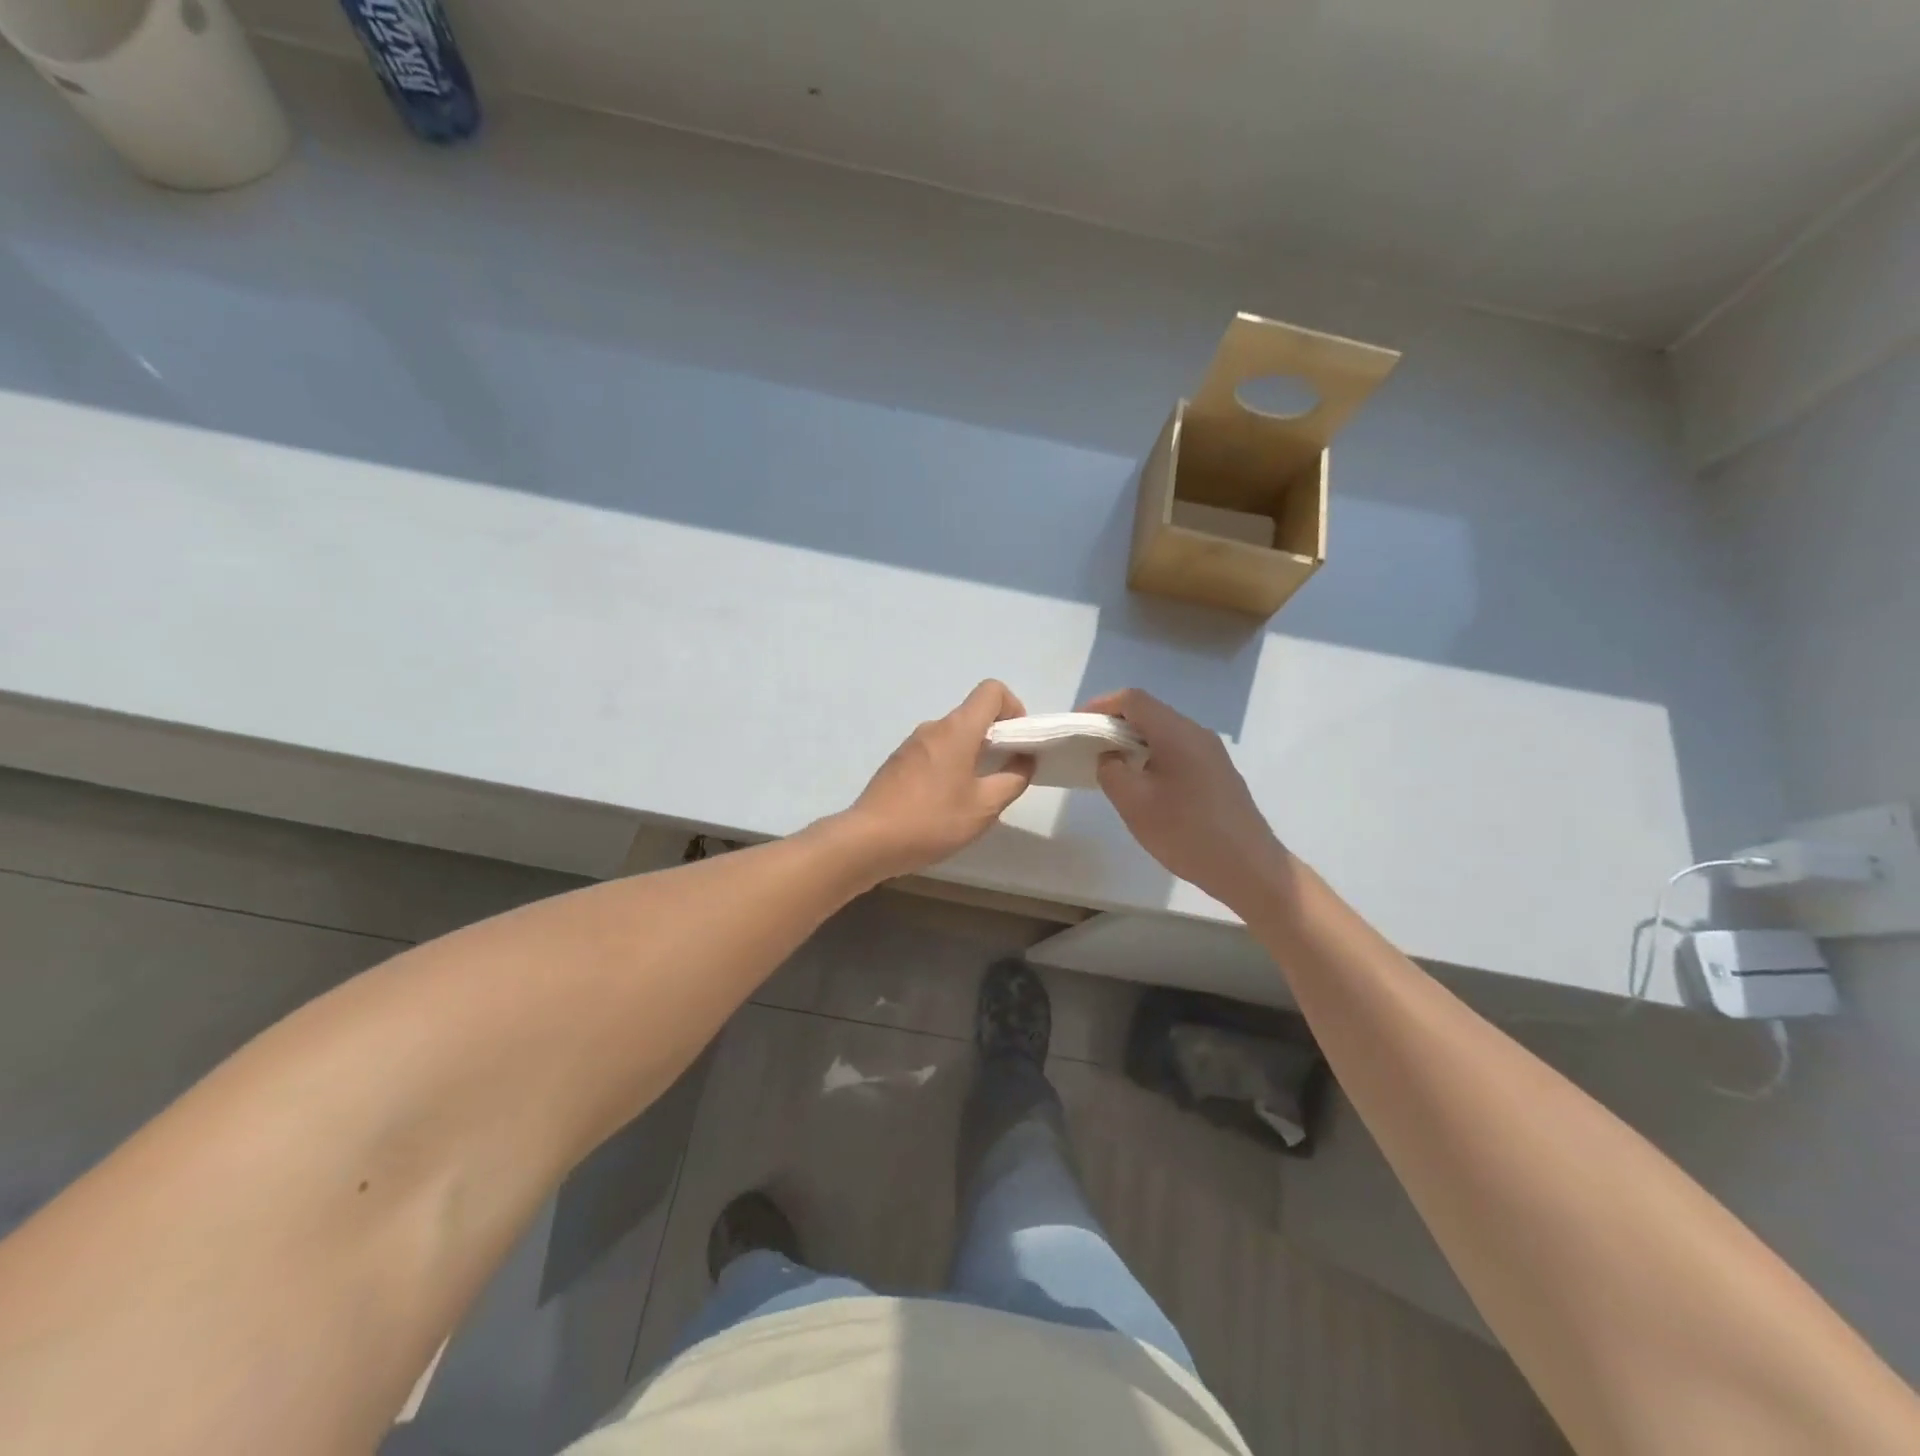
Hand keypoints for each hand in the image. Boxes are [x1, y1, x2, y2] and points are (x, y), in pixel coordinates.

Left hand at [836, 680, 1033, 880]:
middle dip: (995, 738)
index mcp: (957, 730)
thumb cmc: (932, 820)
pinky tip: (944, 804)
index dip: (1013, 708)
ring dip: (970, 755)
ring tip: (972, 796)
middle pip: (972, 715)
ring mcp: (911, 744)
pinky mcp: (897, 763)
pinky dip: (948, 766)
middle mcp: (933, 728)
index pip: (991, 691)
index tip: (1017, 742)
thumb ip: (1012, 780)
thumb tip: (1024, 760)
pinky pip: (933, 752)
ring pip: (952, 736)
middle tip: (1001, 776)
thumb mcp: (984, 807)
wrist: (869, 840)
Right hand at [1081, 688, 1287, 911]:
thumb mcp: (1134, 803)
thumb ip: (1111, 770)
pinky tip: (1143, 783)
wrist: (1248, 867)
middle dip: (1114, 722)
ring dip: (1133, 741)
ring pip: (1164, 732)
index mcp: (1176, 733)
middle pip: (1149, 712)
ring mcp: (1211, 752)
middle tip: (1089, 746)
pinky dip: (1152, 755)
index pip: (1132, 700)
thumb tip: (1110, 756)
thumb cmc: (1186, 832)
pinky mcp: (1217, 772)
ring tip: (1110, 765)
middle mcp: (1196, 733)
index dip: (1100, 705)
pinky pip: (1177, 749)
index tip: (1078, 725)